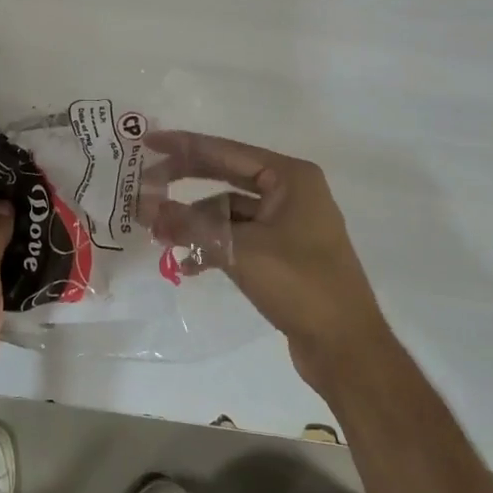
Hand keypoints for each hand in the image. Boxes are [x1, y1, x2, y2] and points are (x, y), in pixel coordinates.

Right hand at [142, 131, 389, 392]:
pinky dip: (213, 246)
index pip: (226, 151)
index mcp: (291, 178)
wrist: (347, 350)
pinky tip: (189, 266)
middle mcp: (291, 193)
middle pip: (225, 176)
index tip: (149, 142)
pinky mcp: (283, 254)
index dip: (184, 146)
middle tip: (146, 185)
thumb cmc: (300, 285)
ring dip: (196, 222)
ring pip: (228, 211)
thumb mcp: (240, 250)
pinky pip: (238, 237)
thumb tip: (145, 207)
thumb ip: (190, 224)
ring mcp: (288, 224)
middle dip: (185, 183)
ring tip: (160, 236)